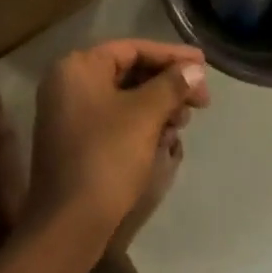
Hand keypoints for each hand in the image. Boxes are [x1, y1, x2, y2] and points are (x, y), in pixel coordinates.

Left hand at [24, 39, 208, 250]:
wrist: (68, 222)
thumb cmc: (106, 158)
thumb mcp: (144, 116)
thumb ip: (171, 86)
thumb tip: (195, 70)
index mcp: (77, 68)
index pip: (131, 49)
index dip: (171, 56)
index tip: (204, 66)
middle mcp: (67, 83)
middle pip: (127, 72)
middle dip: (166, 85)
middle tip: (200, 101)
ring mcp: (67, 113)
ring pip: (122, 98)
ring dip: (156, 106)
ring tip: (183, 122)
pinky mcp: (74, 140)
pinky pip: (113, 120)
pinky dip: (139, 125)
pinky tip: (164, 139)